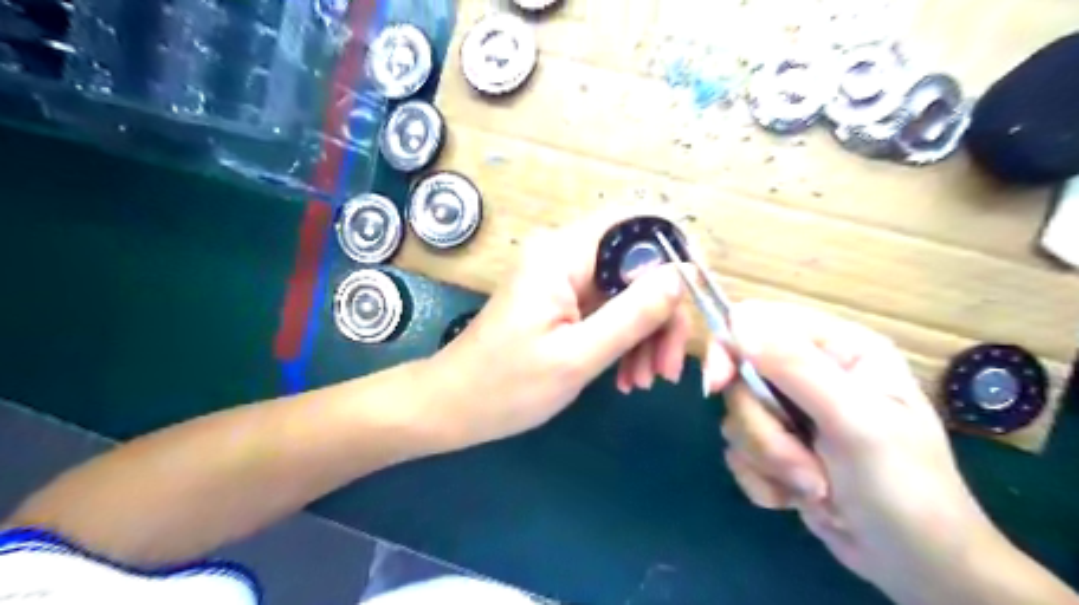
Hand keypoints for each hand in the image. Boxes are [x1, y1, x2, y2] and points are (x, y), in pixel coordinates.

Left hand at [428, 212, 691, 448]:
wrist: (452, 407)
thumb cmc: (506, 387)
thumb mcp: (577, 356)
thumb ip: (632, 314)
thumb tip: (681, 276)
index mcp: (562, 254)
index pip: (638, 226)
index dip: (677, 256)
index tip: (698, 303)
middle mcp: (565, 255)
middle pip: (638, 265)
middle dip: (662, 315)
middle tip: (669, 368)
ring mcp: (563, 279)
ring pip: (628, 291)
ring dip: (647, 334)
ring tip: (644, 381)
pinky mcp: (563, 301)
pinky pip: (609, 310)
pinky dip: (625, 340)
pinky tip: (626, 376)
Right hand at [711, 301, 1001, 598]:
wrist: (917, 569)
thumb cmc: (905, 489)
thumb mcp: (855, 422)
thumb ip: (796, 367)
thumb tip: (737, 319)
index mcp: (838, 348)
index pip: (759, 322)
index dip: (731, 348)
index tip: (717, 385)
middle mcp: (810, 373)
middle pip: (740, 378)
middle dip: (763, 429)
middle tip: (801, 464)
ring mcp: (791, 411)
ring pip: (736, 418)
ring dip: (769, 459)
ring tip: (814, 487)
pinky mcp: (776, 446)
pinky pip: (739, 450)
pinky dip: (763, 479)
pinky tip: (799, 497)